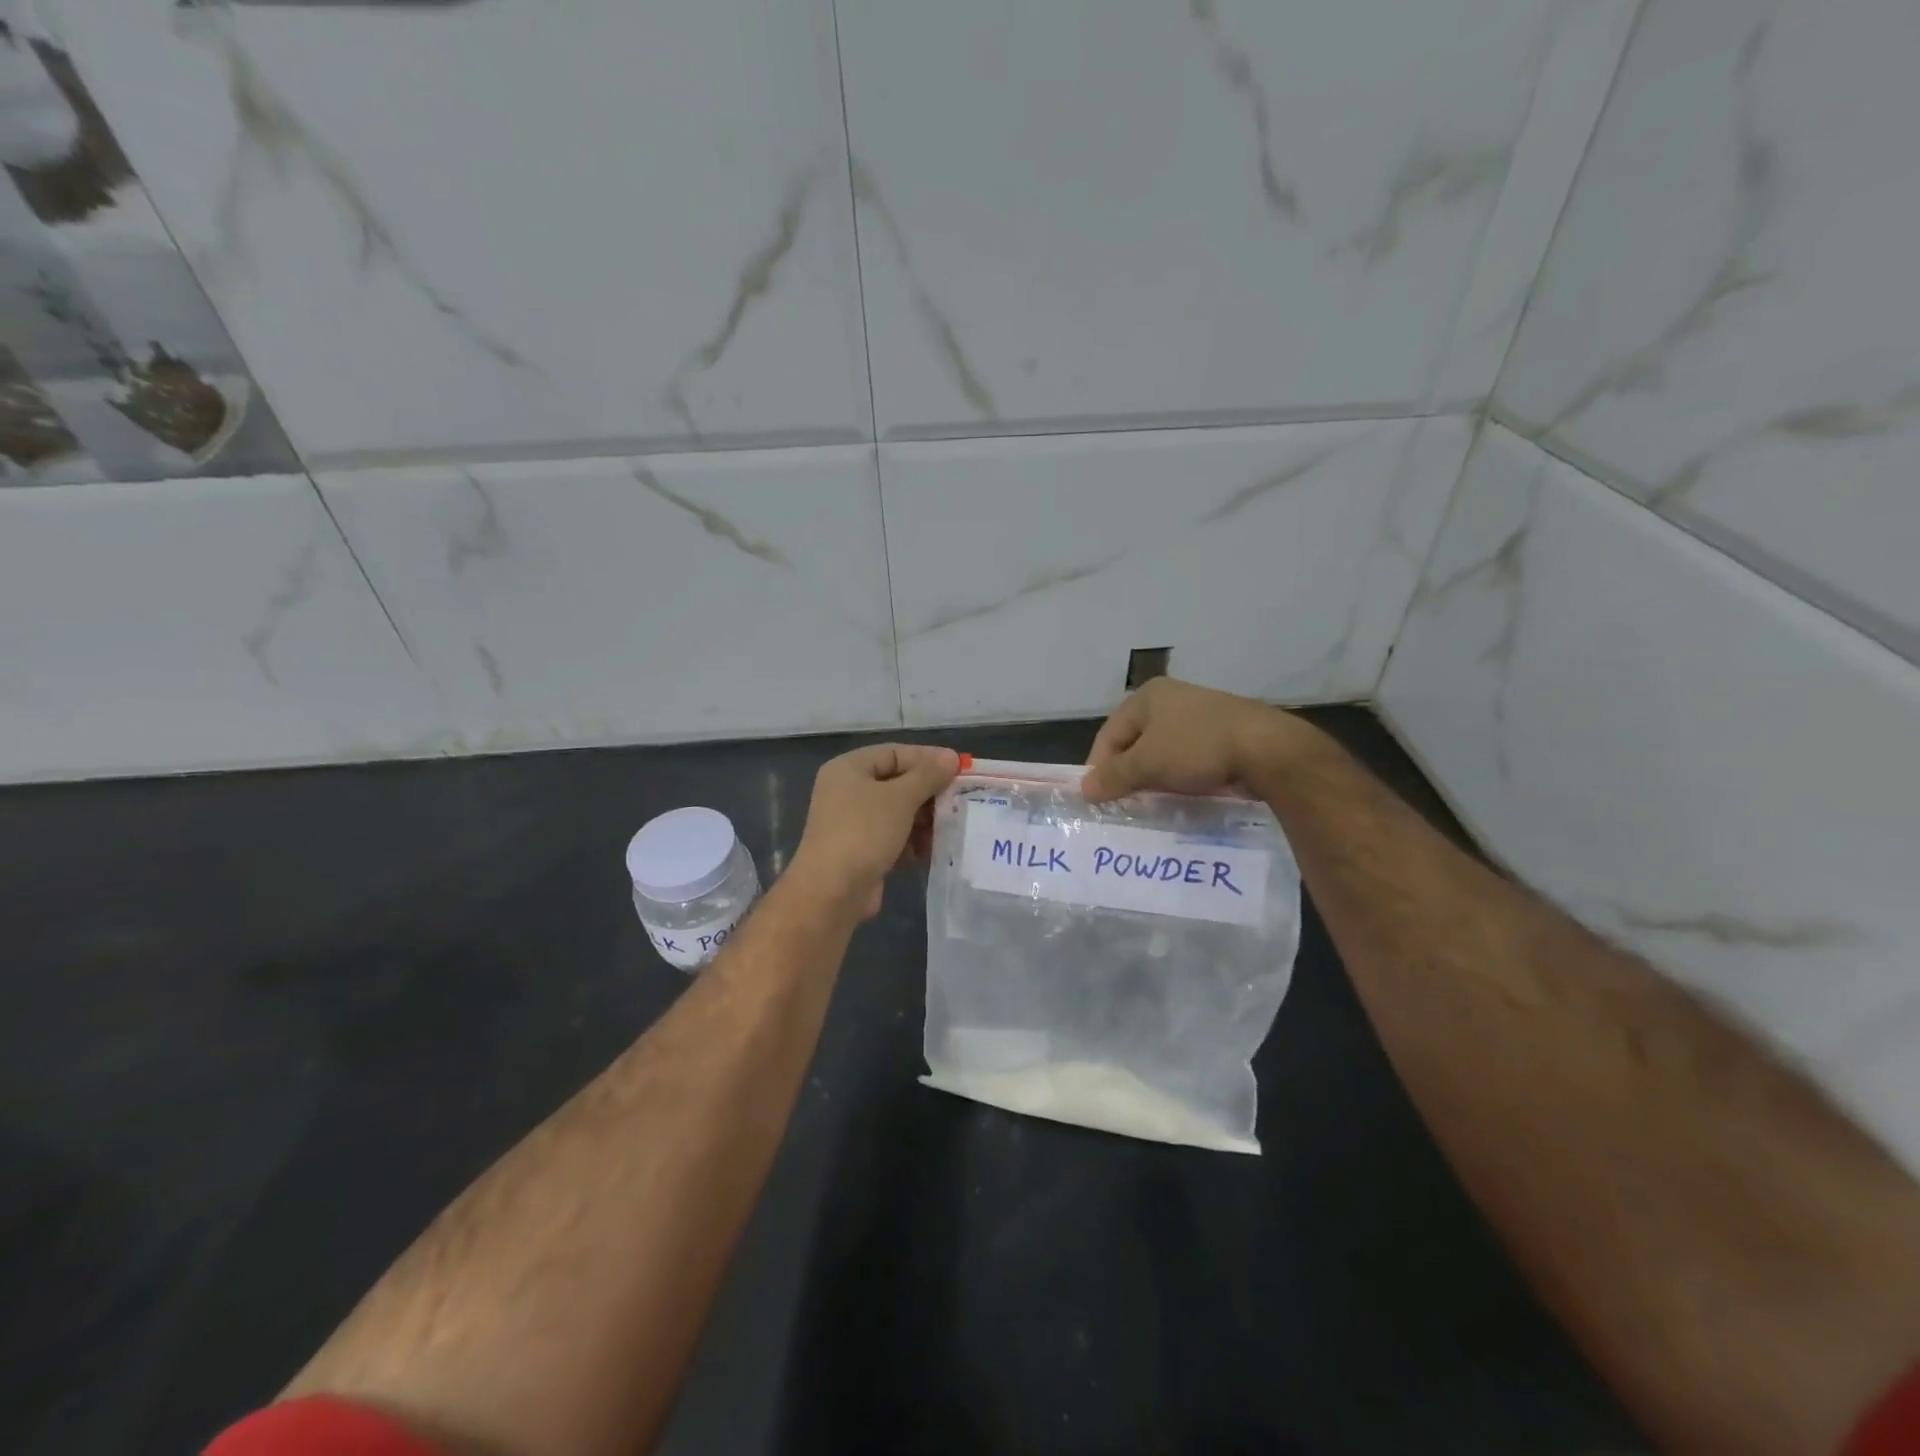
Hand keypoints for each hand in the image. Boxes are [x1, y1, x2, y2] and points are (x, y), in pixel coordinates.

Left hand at [788, 744, 960, 918]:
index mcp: (849, 768)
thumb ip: (928, 775)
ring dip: (925, 819)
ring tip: (950, 826)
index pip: (894, 753)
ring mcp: (853, 822)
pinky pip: (894, 836)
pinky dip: (913, 840)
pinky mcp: (862, 850)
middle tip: (960, 799)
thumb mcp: (900, 798)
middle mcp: (847, 791)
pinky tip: (932, 849)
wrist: (832, 892)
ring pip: (898, 812)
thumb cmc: (864, 832)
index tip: (959, 768)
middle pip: (897, 782)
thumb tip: (951, 757)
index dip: (927, 758)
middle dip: (929, 792)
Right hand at [1082, 677, 1302, 801]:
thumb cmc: (1197, 748)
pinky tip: (1182, 794)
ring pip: (1163, 751)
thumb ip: (1114, 776)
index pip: (1109, 734)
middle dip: (1127, 773)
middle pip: (1135, 741)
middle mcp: (1172, 699)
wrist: (1268, 749)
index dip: (1099, 766)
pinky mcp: (1224, 733)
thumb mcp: (1148, 764)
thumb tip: (1084, 789)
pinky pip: (1189, 757)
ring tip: (1151, 803)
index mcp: (1148, 696)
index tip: (1098, 797)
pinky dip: (1180, 776)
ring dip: (1154, 777)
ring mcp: (1200, 714)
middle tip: (1123, 803)